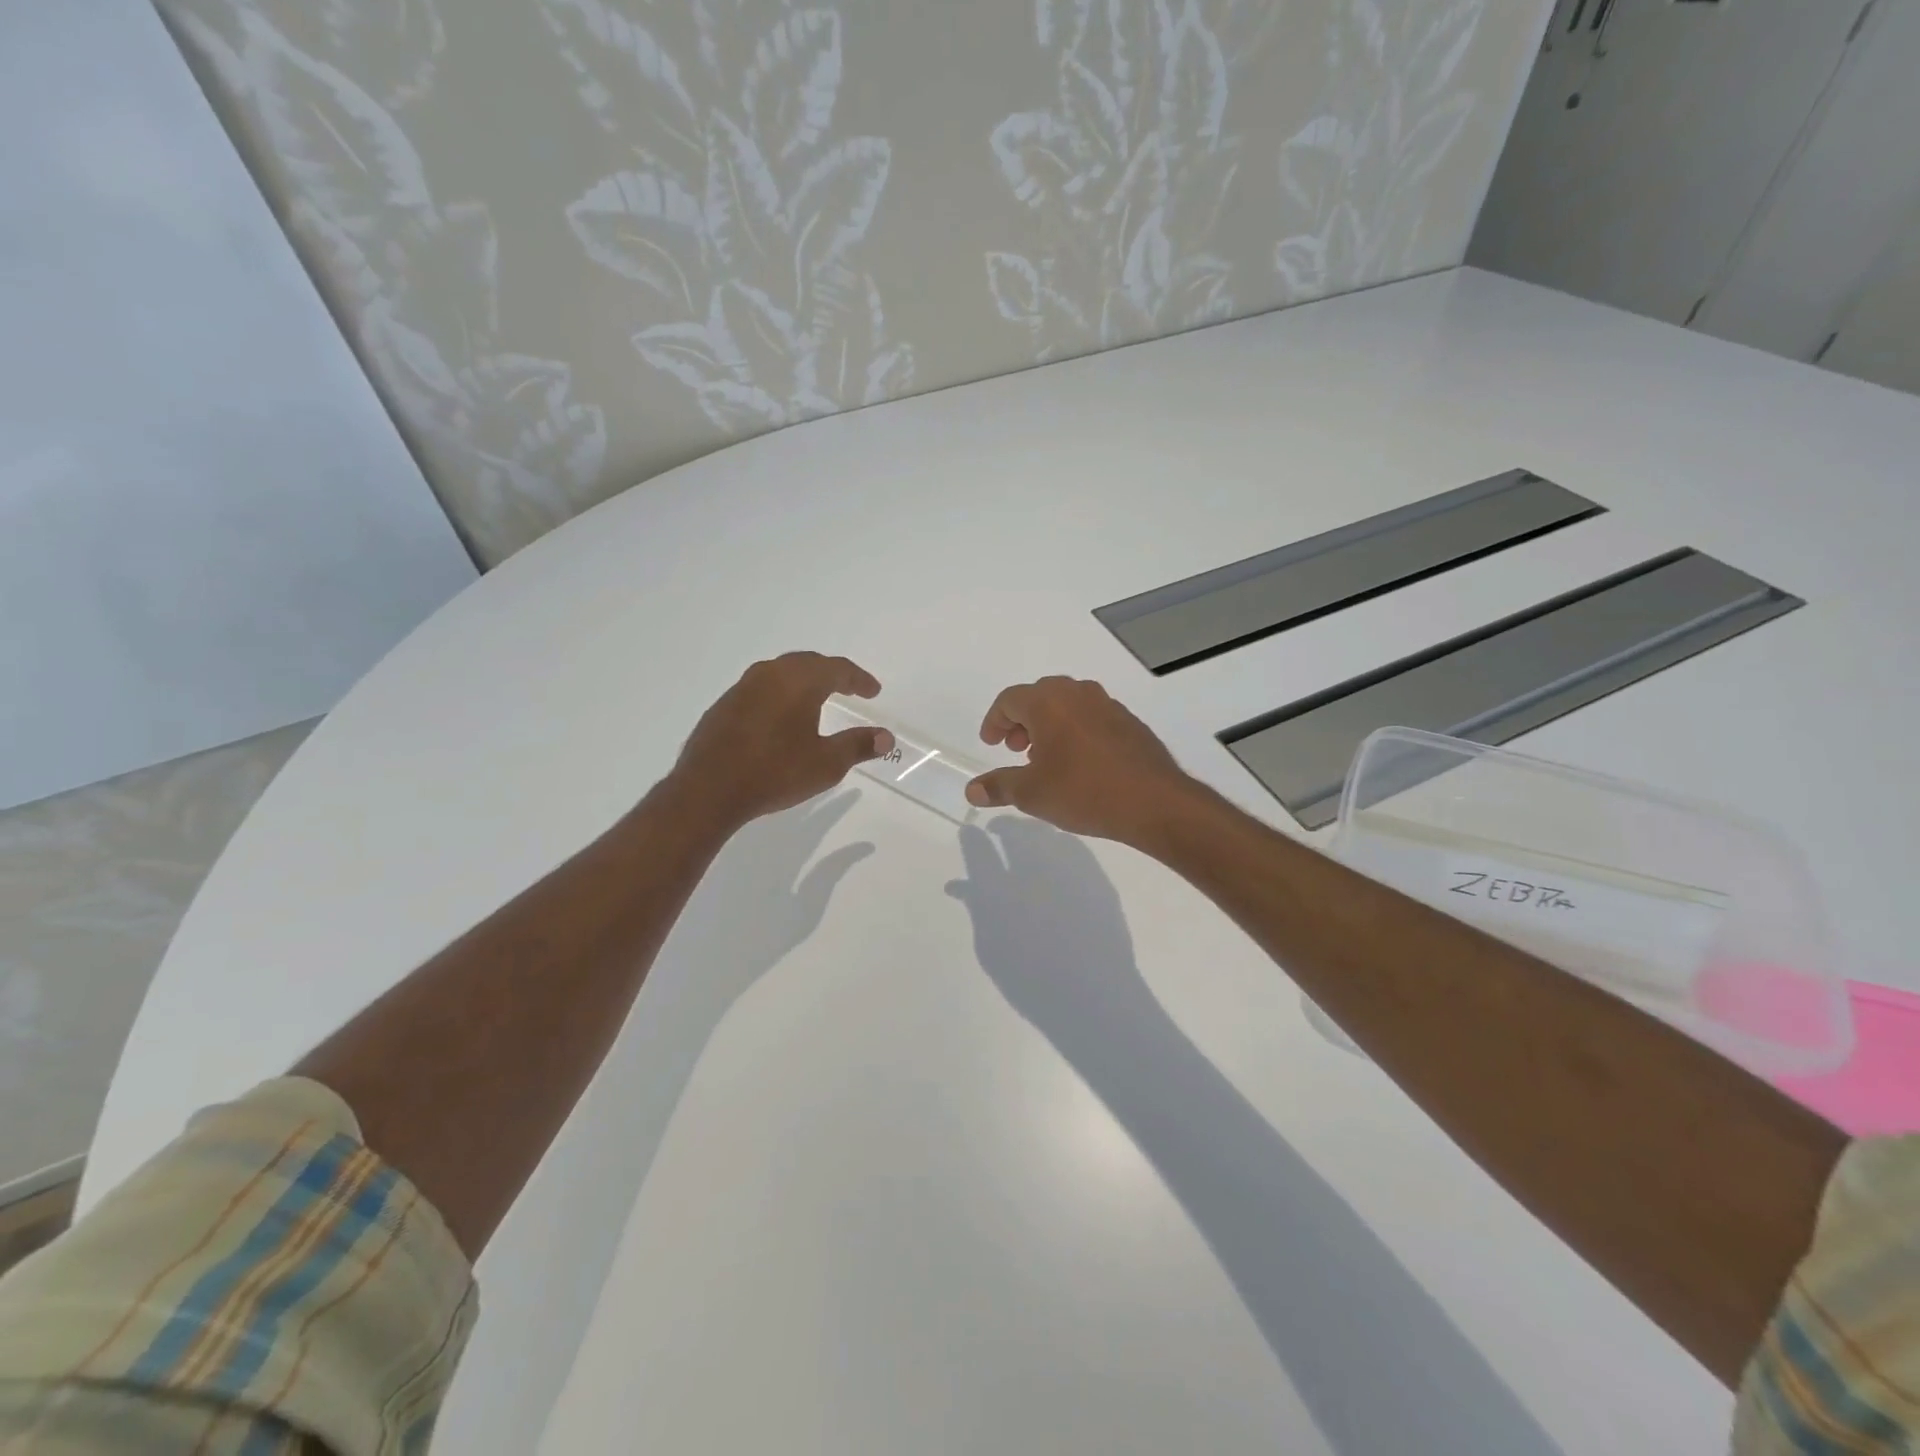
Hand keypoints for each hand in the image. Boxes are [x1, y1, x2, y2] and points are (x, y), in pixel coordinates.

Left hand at [669, 653, 893, 832]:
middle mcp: (770, 674)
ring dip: (803, 681)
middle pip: (808, 663)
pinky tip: (781, 717)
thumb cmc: (775, 772)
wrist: (708, 790)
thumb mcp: (826, 764)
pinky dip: (780, 694)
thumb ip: (858, 746)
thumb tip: (887, 737)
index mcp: (799, 681)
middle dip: (832, 674)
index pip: (837, 669)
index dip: (859, 679)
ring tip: (817, 698)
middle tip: (849, 688)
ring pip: (781, 673)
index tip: (873, 691)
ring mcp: (742, 688)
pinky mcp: (723, 706)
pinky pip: (761, 689)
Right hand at [964, 676, 1196, 846]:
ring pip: (1067, 704)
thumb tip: (972, 789)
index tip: (991, 743)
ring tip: (1045, 758)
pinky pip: (1091, 717)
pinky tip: (1079, 763)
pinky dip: (1075, 731)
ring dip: (1049, 725)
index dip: (995, 721)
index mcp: (1048, 702)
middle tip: (1015, 749)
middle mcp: (1077, 694)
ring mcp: (1107, 705)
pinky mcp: (1129, 722)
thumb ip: (999, 786)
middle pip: (1039, 696)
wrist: (1154, 802)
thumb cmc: (1084, 792)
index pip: (1010, 700)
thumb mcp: (1032, 794)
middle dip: (1021, 721)